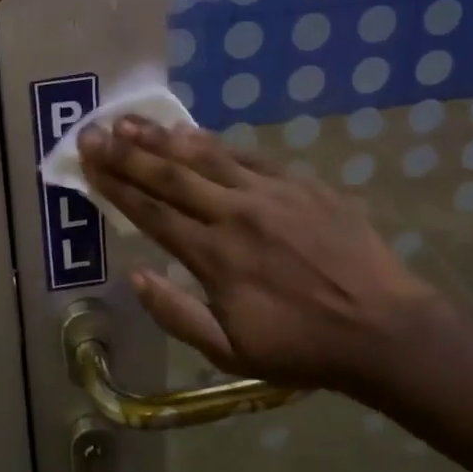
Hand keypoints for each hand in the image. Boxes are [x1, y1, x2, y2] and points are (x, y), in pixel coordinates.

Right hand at [79, 118, 448, 391]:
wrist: (384, 329)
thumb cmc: (301, 347)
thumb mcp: (231, 351)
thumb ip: (177, 314)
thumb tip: (134, 275)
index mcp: (215, 256)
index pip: (152, 213)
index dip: (116, 186)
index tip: (88, 163)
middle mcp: (235, 215)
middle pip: (170, 177)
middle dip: (126, 153)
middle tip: (93, 131)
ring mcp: (269, 194)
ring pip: (205, 156)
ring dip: (163, 138)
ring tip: (130, 120)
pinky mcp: (300, 184)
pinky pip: (247, 156)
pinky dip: (214, 143)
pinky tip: (191, 132)